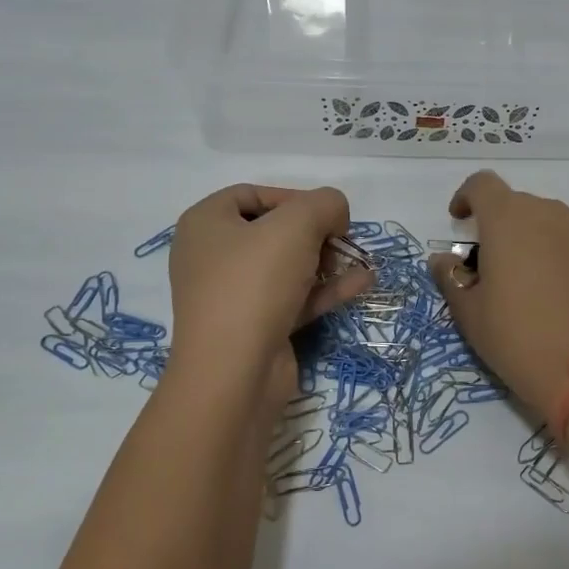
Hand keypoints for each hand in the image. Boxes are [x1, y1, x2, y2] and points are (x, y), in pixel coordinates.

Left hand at [166, 185, 372, 401]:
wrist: (234, 373)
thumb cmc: (255, 283)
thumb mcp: (297, 224)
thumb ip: (325, 204)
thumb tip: (335, 214)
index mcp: (205, 224)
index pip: (252, 194)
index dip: (294, 197)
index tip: (327, 214)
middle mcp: (213, 257)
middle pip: (274, 231)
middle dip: (315, 233)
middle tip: (339, 242)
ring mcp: (234, 296)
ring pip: (287, 267)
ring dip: (326, 262)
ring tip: (358, 262)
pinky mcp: (256, 327)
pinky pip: (295, 298)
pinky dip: (326, 289)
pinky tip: (363, 283)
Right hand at [427, 171, 568, 420]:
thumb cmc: (518, 339)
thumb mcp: (469, 314)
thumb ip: (451, 277)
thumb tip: (444, 260)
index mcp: (508, 219)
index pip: (482, 184)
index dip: (466, 197)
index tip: (460, 222)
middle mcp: (550, 214)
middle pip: (517, 205)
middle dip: (499, 226)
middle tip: (491, 267)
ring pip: (549, 223)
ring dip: (532, 240)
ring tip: (528, 284)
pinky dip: (560, 257)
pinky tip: (559, 296)